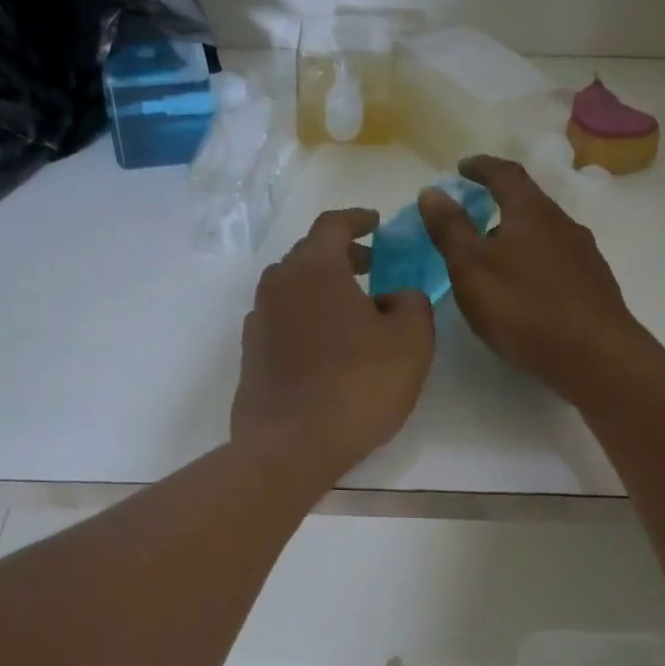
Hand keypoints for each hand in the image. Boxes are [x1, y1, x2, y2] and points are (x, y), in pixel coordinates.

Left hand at [231, 209, 435, 480]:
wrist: (291, 445)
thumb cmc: (357, 386)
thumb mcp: (411, 341)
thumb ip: (413, 303)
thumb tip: (395, 296)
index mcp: (314, 269)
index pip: (332, 225)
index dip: (357, 220)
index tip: (376, 223)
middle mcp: (278, 285)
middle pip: (308, 254)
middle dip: (341, 254)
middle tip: (371, 265)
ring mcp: (258, 320)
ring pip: (292, 288)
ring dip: (321, 287)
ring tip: (352, 307)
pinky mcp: (250, 354)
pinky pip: (281, 319)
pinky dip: (305, 316)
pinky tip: (325, 344)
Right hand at [418, 156, 648, 405]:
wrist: (594, 356)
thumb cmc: (523, 307)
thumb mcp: (471, 268)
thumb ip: (450, 229)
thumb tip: (432, 191)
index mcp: (531, 212)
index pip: (505, 174)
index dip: (481, 167)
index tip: (462, 167)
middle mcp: (563, 224)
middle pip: (528, 203)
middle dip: (499, 204)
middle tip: (471, 217)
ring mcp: (584, 254)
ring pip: (544, 234)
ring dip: (517, 236)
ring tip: (493, 257)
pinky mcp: (593, 285)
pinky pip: (556, 261)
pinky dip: (533, 262)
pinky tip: (524, 289)